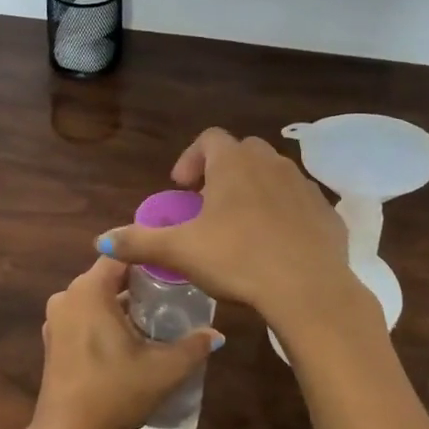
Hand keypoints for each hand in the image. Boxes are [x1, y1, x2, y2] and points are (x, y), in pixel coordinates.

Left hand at [30, 256, 221, 428]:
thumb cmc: (114, 392)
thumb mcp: (163, 370)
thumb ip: (193, 347)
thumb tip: (216, 334)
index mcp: (89, 290)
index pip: (121, 254)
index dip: (148, 255)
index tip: (175, 263)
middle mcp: (68, 296)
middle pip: (108, 276)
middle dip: (139, 281)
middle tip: (173, 290)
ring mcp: (56, 319)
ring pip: (96, 298)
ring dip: (122, 303)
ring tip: (156, 315)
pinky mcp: (53, 341)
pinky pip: (84, 316)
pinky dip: (105, 319)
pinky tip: (129, 338)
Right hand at [96, 129, 363, 333]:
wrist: (308, 289)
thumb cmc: (238, 260)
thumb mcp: (181, 251)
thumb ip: (139, 242)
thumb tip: (101, 240)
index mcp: (234, 163)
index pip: (209, 139)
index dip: (190, 159)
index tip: (182, 189)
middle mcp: (271, 163)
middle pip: (242, 152)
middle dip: (222, 172)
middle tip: (208, 205)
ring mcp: (304, 186)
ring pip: (273, 175)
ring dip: (254, 191)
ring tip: (241, 226)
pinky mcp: (327, 212)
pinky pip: (299, 203)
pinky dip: (283, 213)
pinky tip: (275, 245)